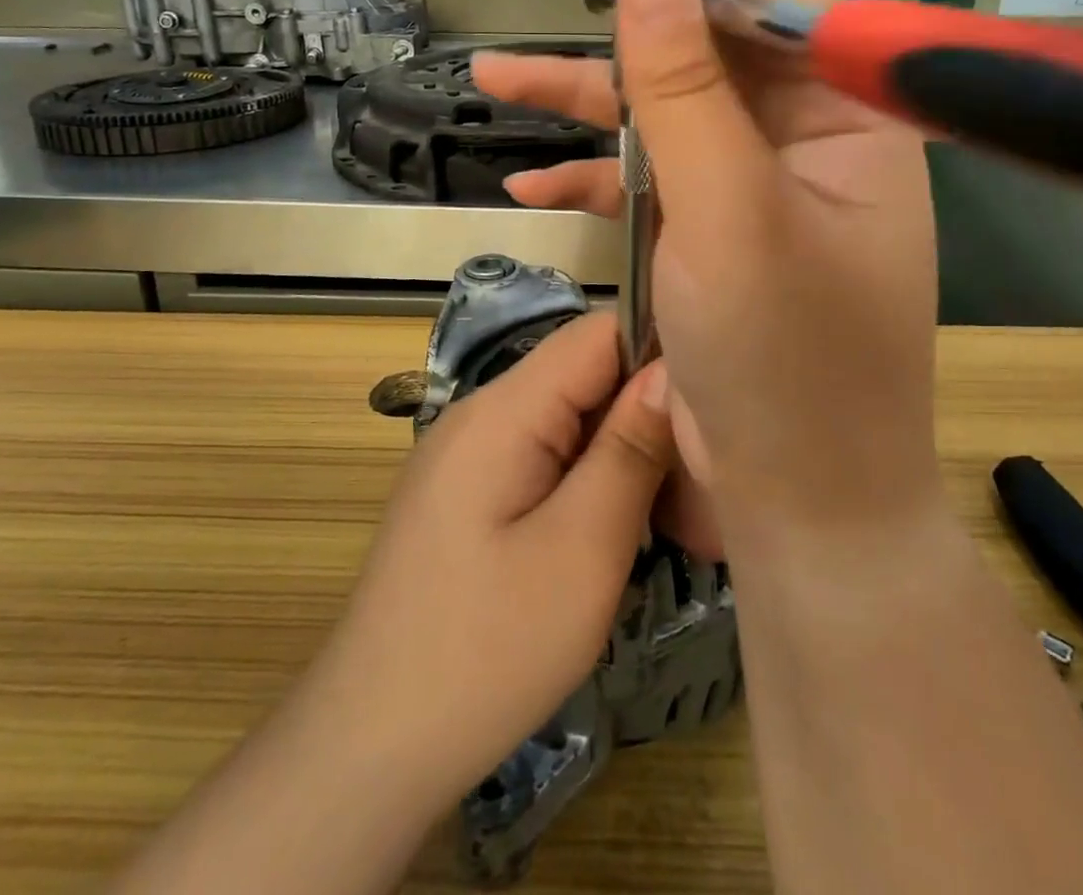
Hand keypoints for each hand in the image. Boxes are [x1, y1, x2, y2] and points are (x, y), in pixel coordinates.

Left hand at [304, 312, 671, 809]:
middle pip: (588, 379)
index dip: (662, 355)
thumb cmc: (486, 651)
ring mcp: (472, 455)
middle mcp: (483, 414)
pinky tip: (622, 539)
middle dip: (652, 424)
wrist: (370, 749)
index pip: (598, 334)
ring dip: (629, 463)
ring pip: (574, 424)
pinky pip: (549, 461)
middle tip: (703, 500)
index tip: (713, 415)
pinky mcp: (471, 494)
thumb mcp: (582, 549)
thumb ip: (630, 449)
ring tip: (677, 530)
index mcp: (503, 410)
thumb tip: (672, 370)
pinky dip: (595, 487)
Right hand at [473, 0, 940, 552]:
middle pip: (714, 21)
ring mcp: (756, 182)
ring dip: (582, 92)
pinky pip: (649, 180)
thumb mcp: (731, 219)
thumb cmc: (791, 370)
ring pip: (665, 104)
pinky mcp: (715, 230)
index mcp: (845, 113)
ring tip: (495, 72)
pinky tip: (532, 187)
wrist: (805, 505)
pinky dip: (592, 178)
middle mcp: (807, 133)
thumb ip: (688, 91)